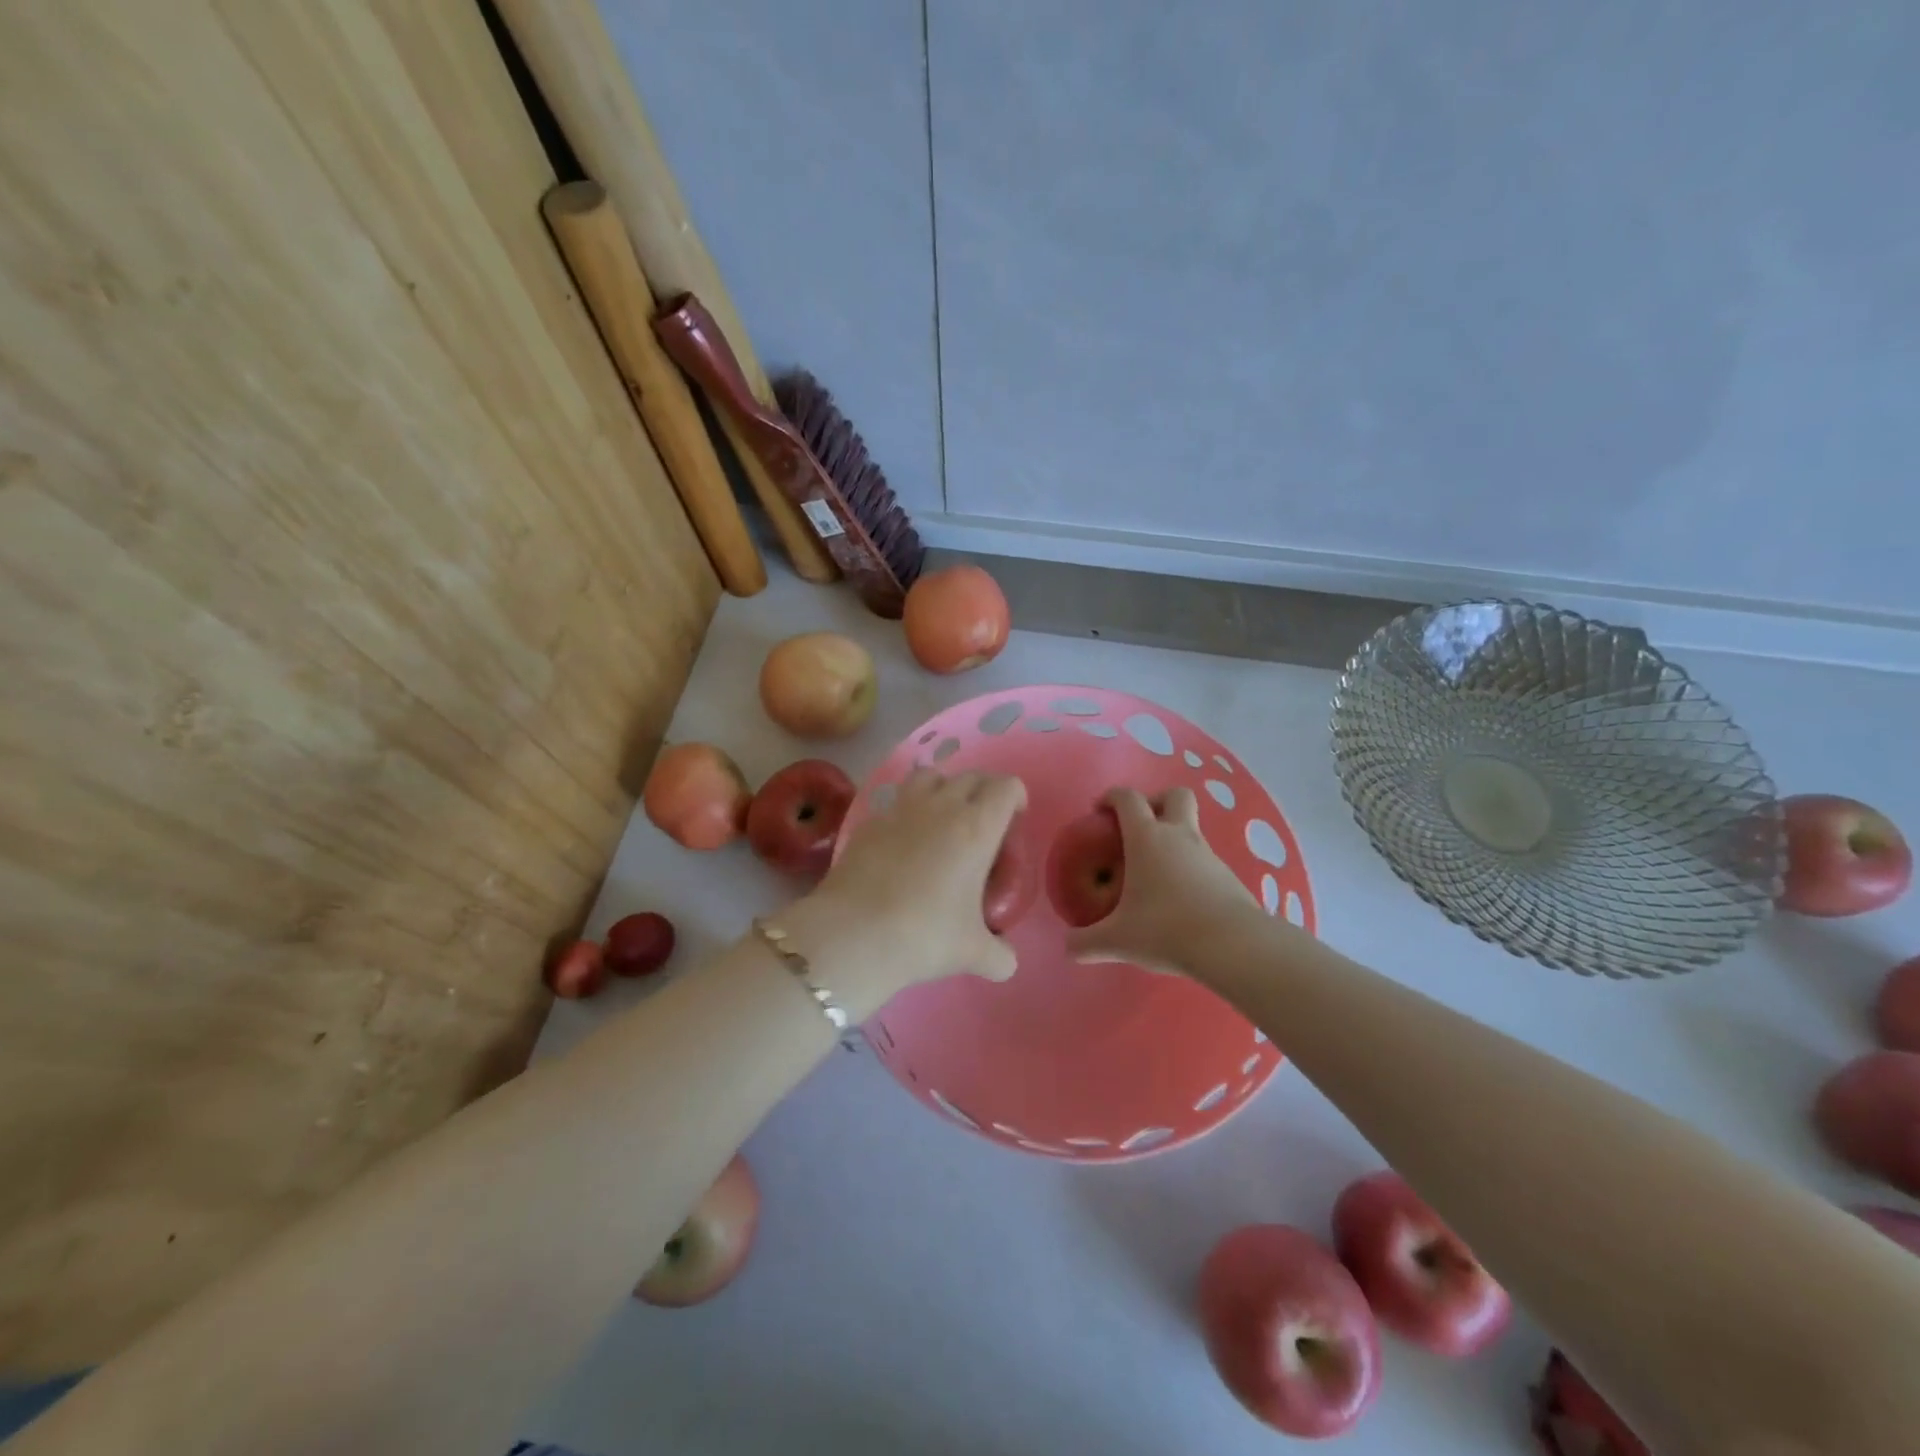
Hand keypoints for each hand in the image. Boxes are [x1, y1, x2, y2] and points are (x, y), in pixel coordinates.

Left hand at [782, 768, 1026, 1019]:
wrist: (854, 934)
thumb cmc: (925, 935)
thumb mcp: (973, 952)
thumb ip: (1000, 955)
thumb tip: (1007, 962)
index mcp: (977, 827)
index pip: (1006, 787)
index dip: (1016, 798)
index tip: (1013, 824)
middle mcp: (942, 807)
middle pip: (971, 776)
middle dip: (984, 793)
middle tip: (984, 827)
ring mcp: (901, 809)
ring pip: (931, 776)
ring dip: (944, 789)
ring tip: (943, 821)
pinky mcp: (870, 821)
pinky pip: (897, 802)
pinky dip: (908, 812)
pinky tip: (903, 844)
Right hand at [1067, 787, 1258, 975]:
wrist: (1233, 946)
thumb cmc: (1166, 930)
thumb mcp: (1118, 941)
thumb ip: (1087, 942)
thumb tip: (1068, 947)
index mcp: (1147, 838)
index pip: (1128, 798)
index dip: (1111, 797)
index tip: (1099, 811)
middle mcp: (1179, 836)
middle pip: (1174, 795)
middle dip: (1156, 802)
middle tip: (1139, 827)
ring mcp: (1208, 854)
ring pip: (1192, 829)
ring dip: (1174, 839)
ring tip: (1155, 873)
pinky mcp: (1228, 876)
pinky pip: (1204, 860)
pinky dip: (1189, 868)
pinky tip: (1180, 899)